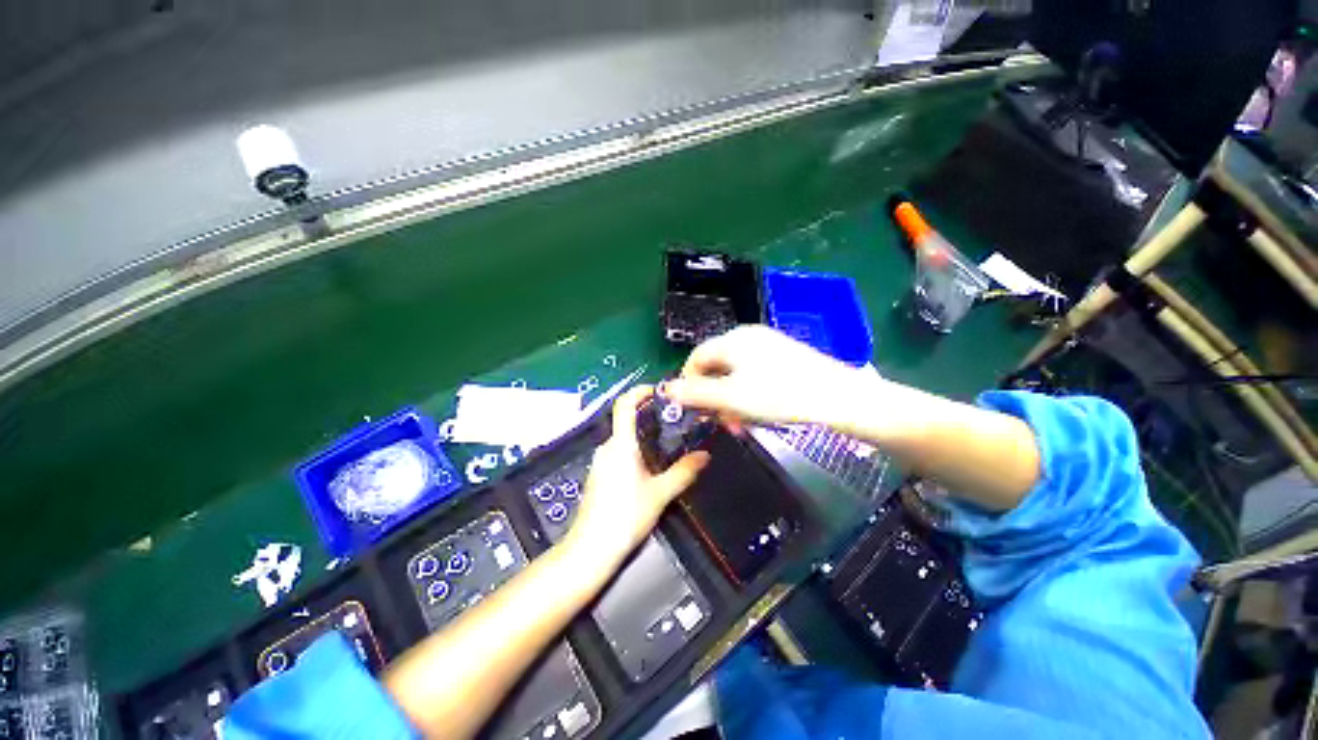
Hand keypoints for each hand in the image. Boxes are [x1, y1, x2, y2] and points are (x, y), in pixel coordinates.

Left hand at [568, 385, 709, 562]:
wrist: (590, 549)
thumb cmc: (625, 516)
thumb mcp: (660, 494)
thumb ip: (684, 472)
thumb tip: (705, 456)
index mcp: (620, 444)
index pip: (625, 403)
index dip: (641, 391)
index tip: (660, 391)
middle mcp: (607, 447)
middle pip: (627, 420)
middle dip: (650, 417)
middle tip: (676, 421)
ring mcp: (601, 461)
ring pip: (624, 438)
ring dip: (644, 436)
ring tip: (669, 444)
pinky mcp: (599, 474)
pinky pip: (619, 453)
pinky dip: (636, 451)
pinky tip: (651, 467)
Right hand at [665, 325, 870, 427]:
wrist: (839, 398)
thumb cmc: (779, 395)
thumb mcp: (732, 398)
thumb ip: (696, 393)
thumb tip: (665, 389)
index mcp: (732, 340)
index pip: (696, 358)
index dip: (687, 383)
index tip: (692, 410)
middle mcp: (747, 337)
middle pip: (716, 366)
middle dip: (712, 396)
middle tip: (720, 422)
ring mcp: (768, 345)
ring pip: (735, 373)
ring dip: (730, 399)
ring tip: (740, 422)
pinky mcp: (783, 357)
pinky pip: (754, 374)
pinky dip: (748, 393)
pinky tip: (758, 411)